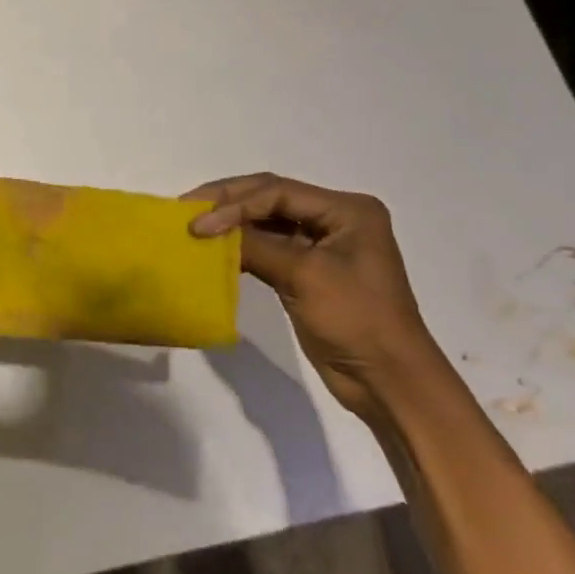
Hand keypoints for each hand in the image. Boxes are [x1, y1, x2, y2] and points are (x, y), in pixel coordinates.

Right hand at [185, 174, 445, 419]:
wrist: (388, 381)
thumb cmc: (357, 320)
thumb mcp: (306, 276)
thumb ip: (256, 246)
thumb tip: (206, 229)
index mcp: (347, 210)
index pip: (278, 192)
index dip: (234, 204)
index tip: (197, 224)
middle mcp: (335, 219)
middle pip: (271, 198)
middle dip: (228, 202)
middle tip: (186, 207)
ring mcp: (321, 245)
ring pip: (267, 222)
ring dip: (232, 224)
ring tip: (193, 225)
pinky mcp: (308, 271)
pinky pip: (268, 247)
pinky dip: (241, 246)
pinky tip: (214, 249)